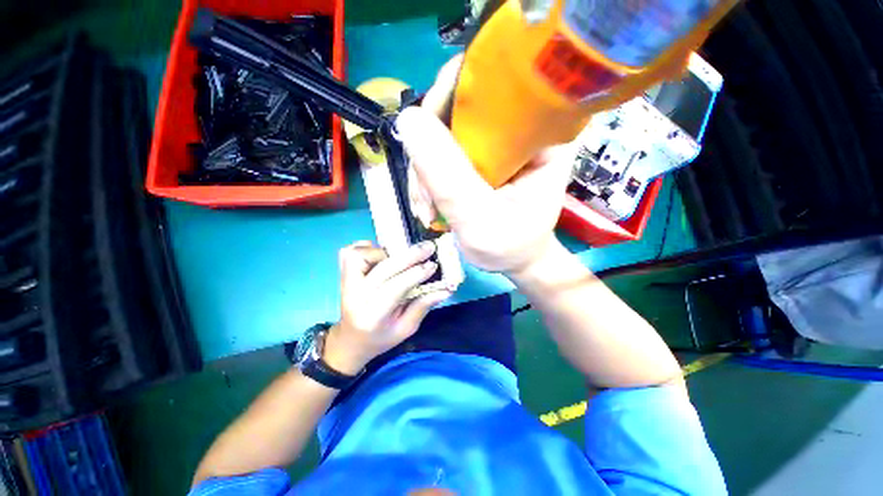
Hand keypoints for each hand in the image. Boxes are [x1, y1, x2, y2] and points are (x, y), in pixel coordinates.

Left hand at [323, 241, 451, 374]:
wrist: (350, 340)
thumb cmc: (380, 337)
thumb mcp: (405, 329)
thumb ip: (423, 307)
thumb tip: (445, 290)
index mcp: (373, 315)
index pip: (395, 288)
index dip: (415, 274)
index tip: (433, 265)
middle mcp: (355, 296)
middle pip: (383, 269)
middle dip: (409, 256)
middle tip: (428, 247)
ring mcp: (346, 284)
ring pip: (361, 256)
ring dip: (384, 251)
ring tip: (400, 254)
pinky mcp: (342, 275)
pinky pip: (350, 252)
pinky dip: (366, 248)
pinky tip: (381, 253)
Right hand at [395, 57, 574, 275]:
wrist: (514, 259)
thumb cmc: (510, 246)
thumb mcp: (480, 219)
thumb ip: (449, 177)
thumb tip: (408, 119)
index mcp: (539, 133)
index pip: (491, 84)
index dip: (449, 100)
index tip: (426, 142)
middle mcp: (517, 128)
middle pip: (457, 109)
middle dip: (430, 152)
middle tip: (426, 195)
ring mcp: (493, 144)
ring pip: (442, 134)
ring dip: (425, 172)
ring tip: (427, 209)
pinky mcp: (477, 159)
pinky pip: (441, 154)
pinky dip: (428, 180)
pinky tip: (428, 206)